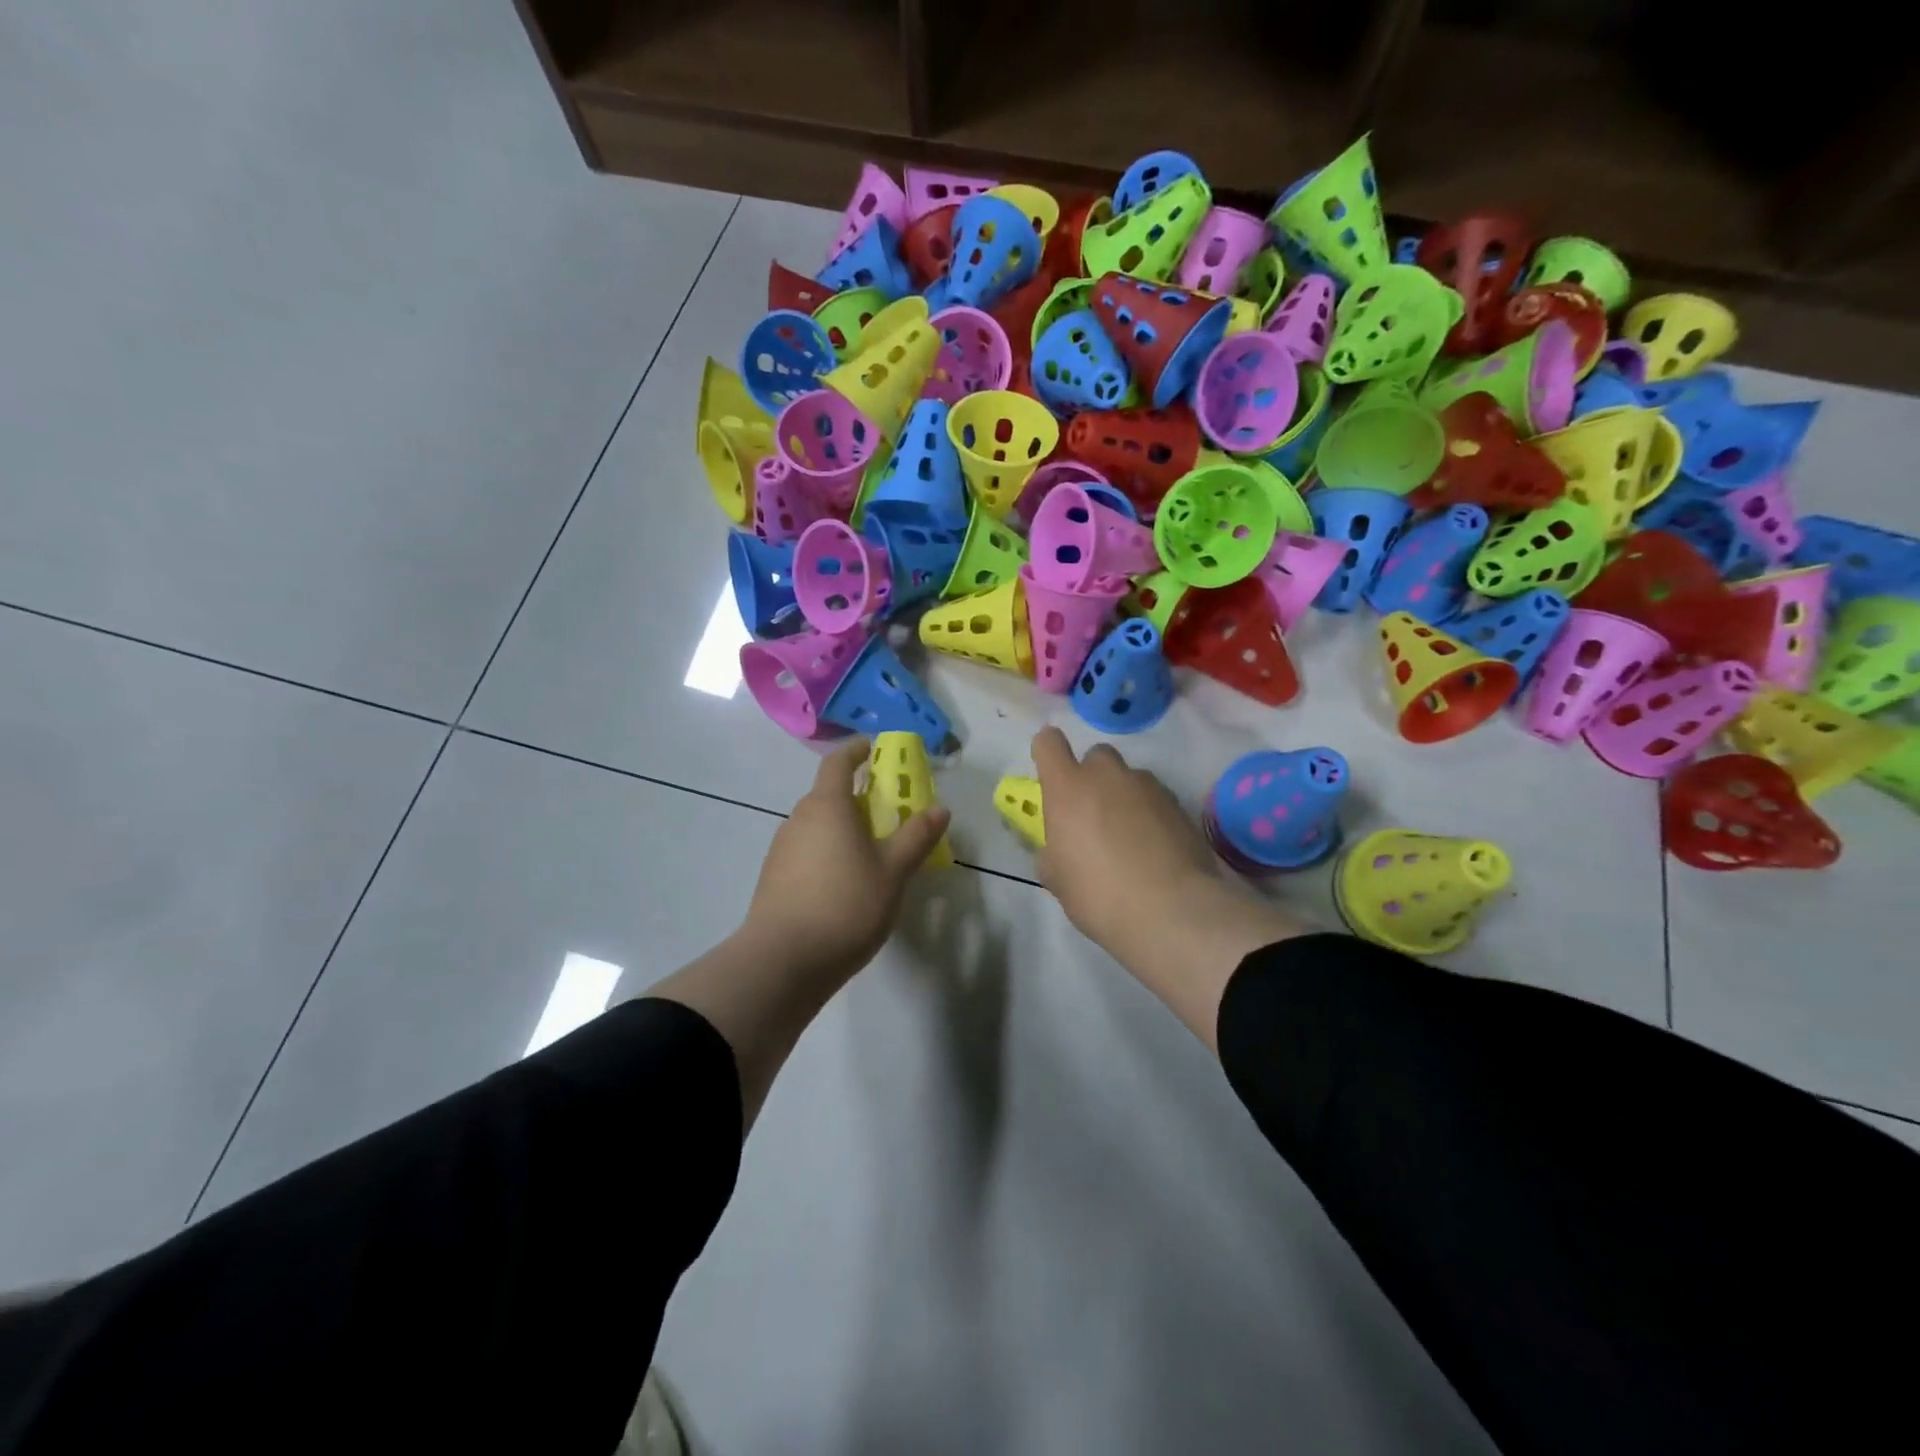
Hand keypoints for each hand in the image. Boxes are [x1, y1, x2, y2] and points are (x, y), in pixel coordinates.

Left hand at [741, 738, 950, 980]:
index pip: (838, 762)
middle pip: (828, 795)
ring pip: (817, 825)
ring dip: (843, 827)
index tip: (874, 749)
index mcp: (827, 806)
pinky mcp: (774, 878)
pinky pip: (807, 851)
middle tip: (889, 811)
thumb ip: (916, 837)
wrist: (782, 961)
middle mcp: (799, 819)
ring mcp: (782, 849)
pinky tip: (846, 883)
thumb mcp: (893, 872)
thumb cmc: (845, 905)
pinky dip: (828, 852)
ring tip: (872, 851)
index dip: (856, 751)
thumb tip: (940, 809)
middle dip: (857, 796)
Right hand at [1031, 727, 1221, 956]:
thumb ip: (1053, 852)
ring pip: (1129, 777)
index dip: (1047, 753)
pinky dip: (1151, 814)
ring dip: (1124, 796)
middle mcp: (1106, 776)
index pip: (1048, 743)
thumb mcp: (1057, 879)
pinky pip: (1156, 798)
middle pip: (1096, 755)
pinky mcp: (1178, 803)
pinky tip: (1155, 847)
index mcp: (1067, 788)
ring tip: (1129, 837)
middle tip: (1093, 815)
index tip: (1051, 775)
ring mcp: (1147, 786)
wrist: (1171, 909)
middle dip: (1092, 776)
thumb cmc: (1098, 894)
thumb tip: (1059, 848)